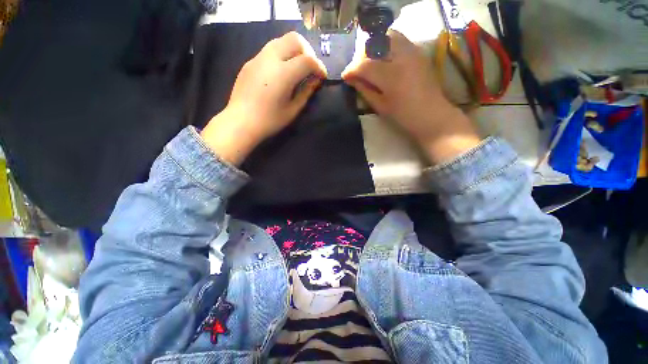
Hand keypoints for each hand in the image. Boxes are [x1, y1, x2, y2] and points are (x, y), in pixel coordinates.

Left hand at [201, 32, 327, 165]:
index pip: (307, 59)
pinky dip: (281, 56)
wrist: (241, 122)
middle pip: (294, 39)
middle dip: (307, 51)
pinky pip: (269, 51)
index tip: (322, 77)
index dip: (319, 66)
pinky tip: (281, 74)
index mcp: (283, 74)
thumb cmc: (270, 121)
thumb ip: (306, 92)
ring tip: (297, 69)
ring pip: (280, 41)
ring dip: (294, 51)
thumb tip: (315, 80)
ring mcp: (258, 58)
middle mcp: (270, 59)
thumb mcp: (293, 110)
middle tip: (310, 68)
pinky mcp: (250, 62)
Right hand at [342, 30, 481, 164]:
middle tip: (357, 70)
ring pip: (387, 36)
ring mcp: (412, 51)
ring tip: (369, 62)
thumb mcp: (380, 106)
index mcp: (391, 76)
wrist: (431, 115)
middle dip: (361, 56)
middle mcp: (402, 57)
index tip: (345, 76)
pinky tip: (383, 60)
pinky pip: (398, 39)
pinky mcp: (418, 52)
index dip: (351, 69)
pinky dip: (386, 45)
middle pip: (374, 44)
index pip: (364, 64)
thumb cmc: (404, 116)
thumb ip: (364, 89)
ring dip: (374, 47)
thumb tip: (350, 79)